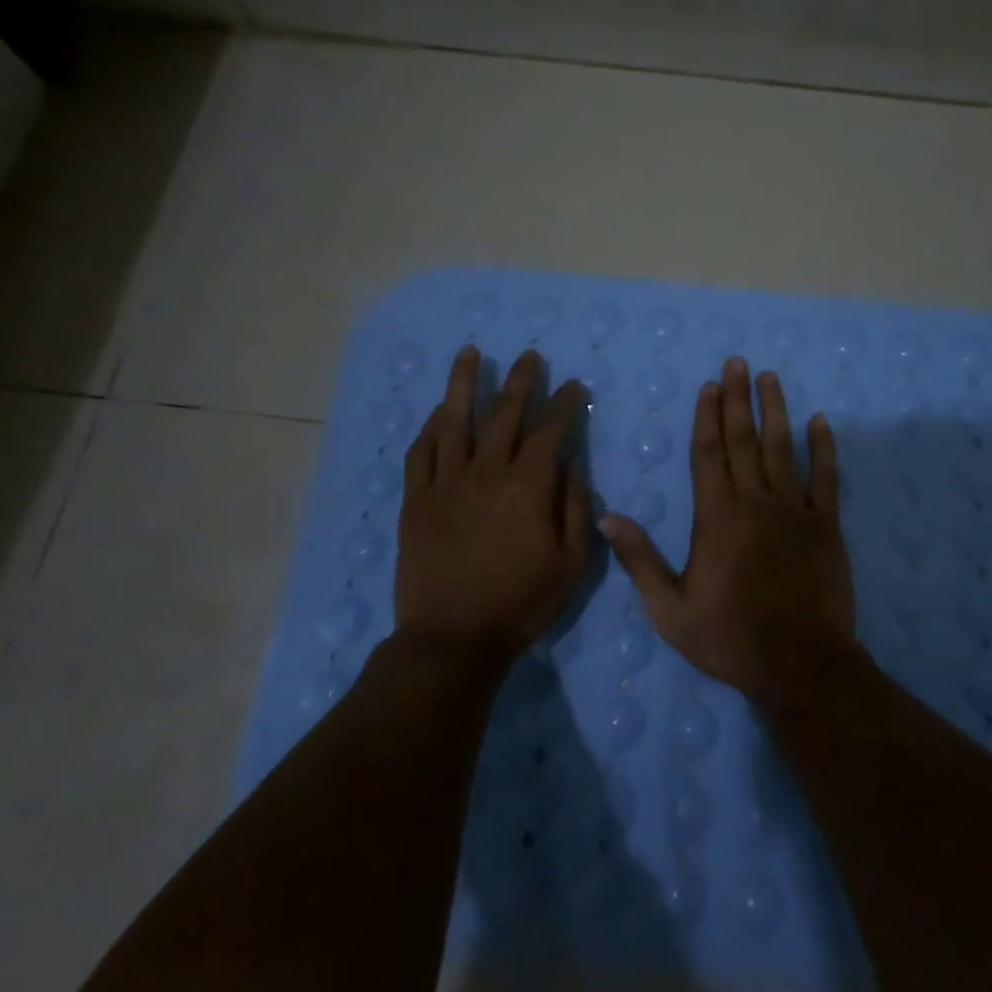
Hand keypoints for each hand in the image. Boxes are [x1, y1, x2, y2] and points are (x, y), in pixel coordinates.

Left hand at [395, 346, 591, 656]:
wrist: (452, 638)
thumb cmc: (520, 603)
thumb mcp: (571, 564)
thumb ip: (574, 508)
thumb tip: (570, 465)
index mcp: (527, 487)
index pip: (549, 430)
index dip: (564, 404)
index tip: (573, 385)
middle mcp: (486, 473)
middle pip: (504, 414)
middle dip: (522, 381)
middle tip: (531, 356)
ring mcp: (445, 483)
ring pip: (454, 420)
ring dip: (464, 383)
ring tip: (471, 353)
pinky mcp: (416, 500)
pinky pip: (422, 452)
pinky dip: (431, 427)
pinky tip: (439, 411)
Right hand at [601, 356, 858, 701]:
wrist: (800, 665)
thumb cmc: (730, 638)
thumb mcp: (669, 609)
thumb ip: (639, 559)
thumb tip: (605, 517)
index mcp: (716, 517)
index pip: (708, 453)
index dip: (708, 416)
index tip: (710, 385)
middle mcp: (755, 502)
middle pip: (744, 440)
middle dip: (738, 399)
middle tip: (738, 362)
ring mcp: (795, 510)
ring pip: (783, 448)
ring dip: (776, 410)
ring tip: (771, 378)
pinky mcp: (827, 526)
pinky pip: (827, 478)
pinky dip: (824, 448)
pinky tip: (820, 422)